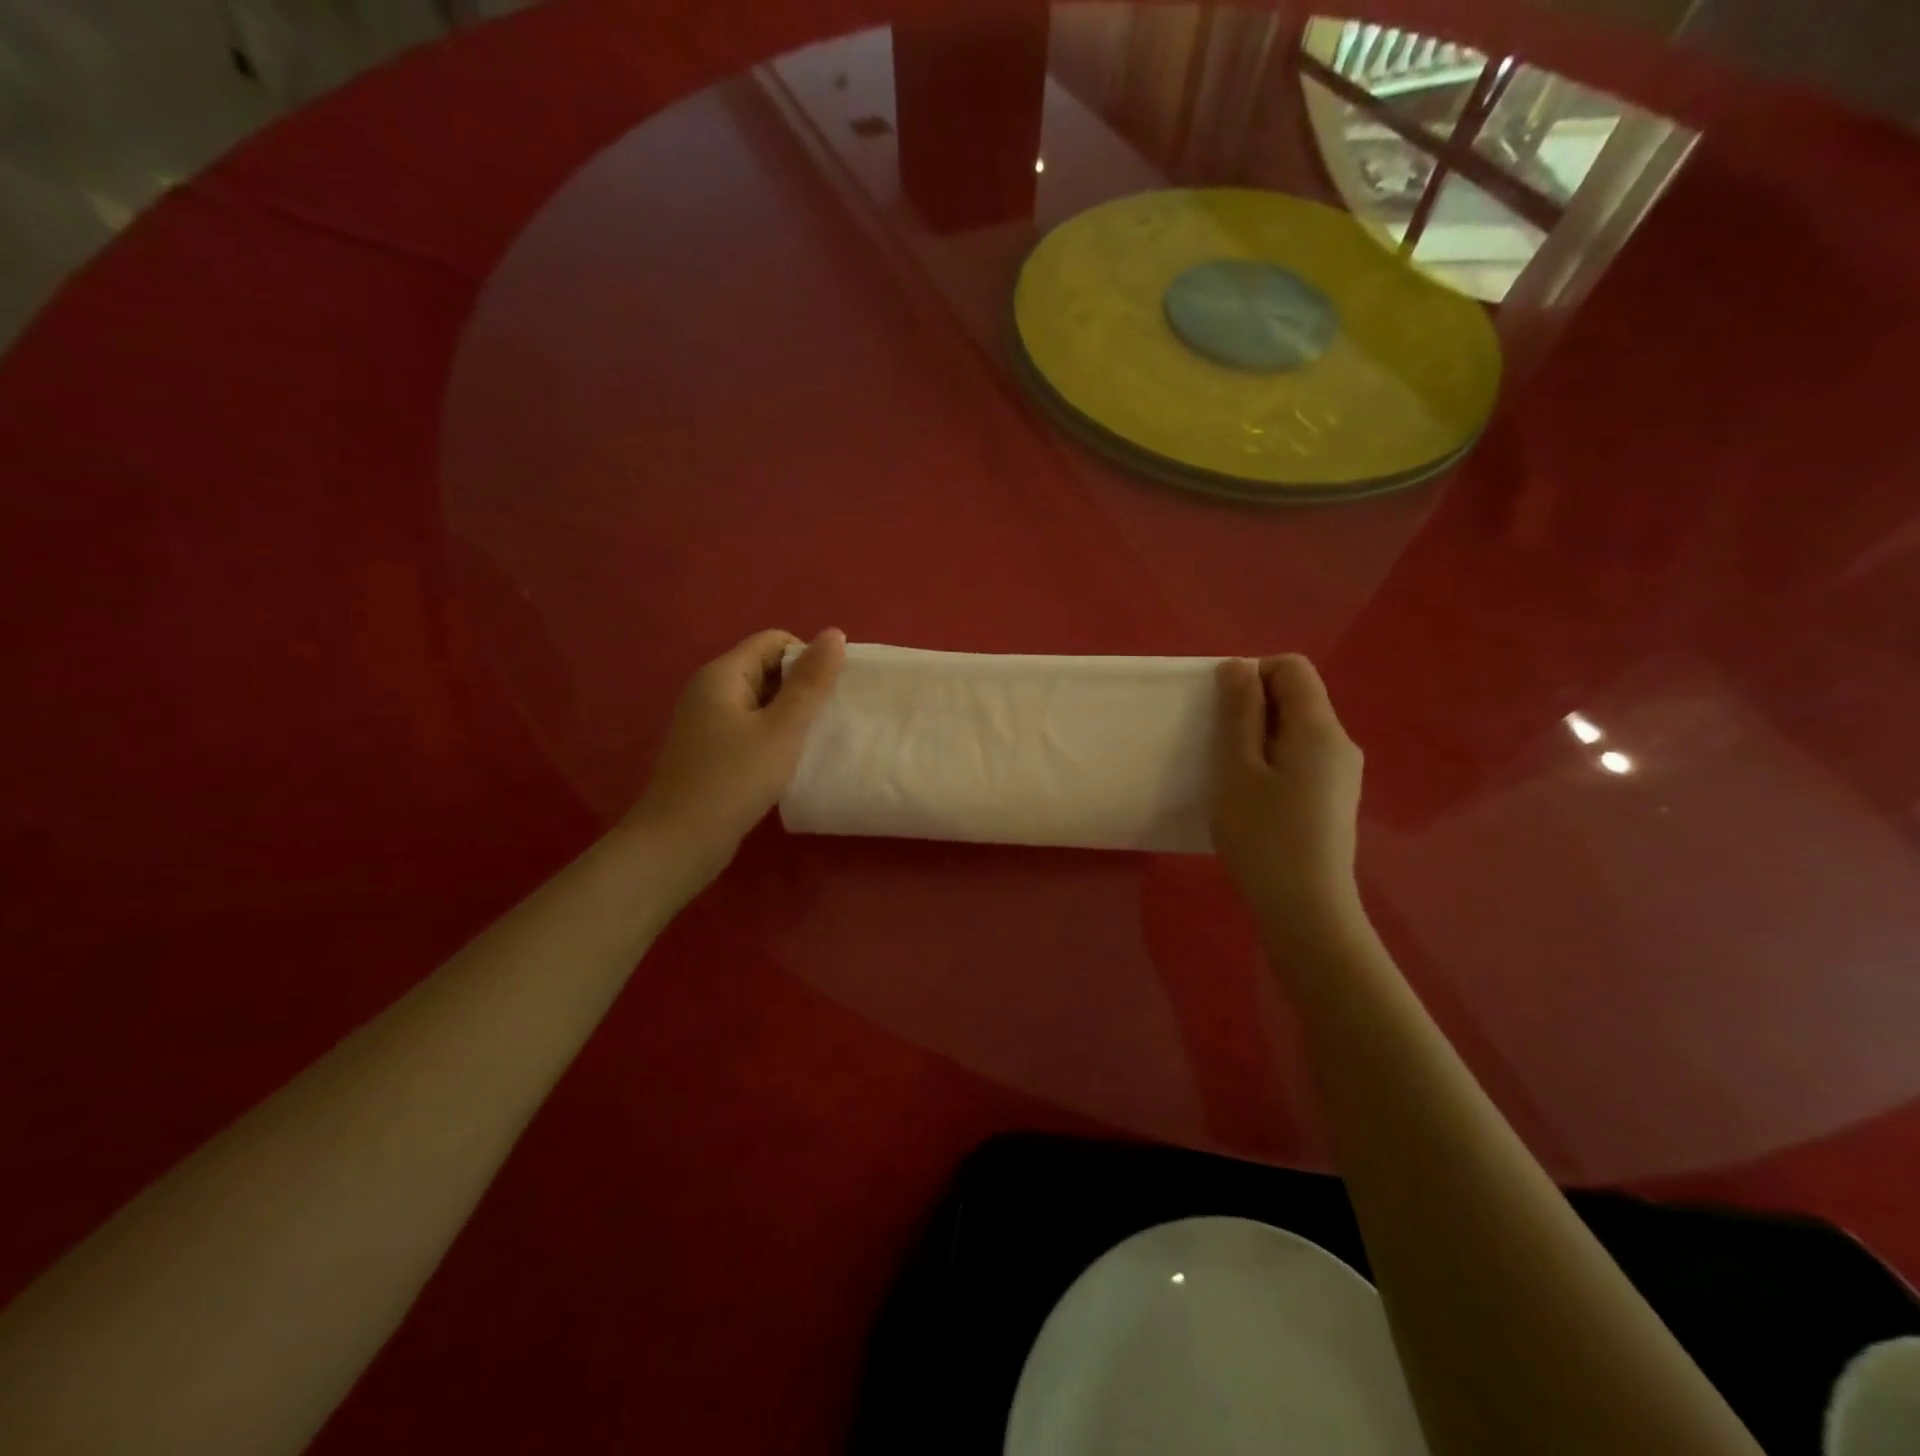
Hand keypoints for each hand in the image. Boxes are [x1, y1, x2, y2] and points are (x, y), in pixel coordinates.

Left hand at [626, 628, 846, 888]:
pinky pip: (748, 726)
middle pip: (766, 668)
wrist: (680, 840)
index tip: (828, 695)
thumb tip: (834, 633)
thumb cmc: (735, 779)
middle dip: (800, 688)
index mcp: (723, 673)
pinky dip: (771, 736)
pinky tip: (785, 761)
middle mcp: (710, 689)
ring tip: (810, 742)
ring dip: (788, 715)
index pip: (775, 641)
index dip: (807, 659)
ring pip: (759, 700)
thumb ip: (811, 682)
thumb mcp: (783, 729)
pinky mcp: (708, 749)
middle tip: (825, 721)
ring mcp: (705, 720)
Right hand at [1211, 654, 1365, 941]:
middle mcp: (1340, 742)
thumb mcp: (1238, 769)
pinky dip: (1274, 761)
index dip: (1252, 675)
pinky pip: (1302, 758)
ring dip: (1260, 737)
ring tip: (1232, 775)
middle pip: (1297, 698)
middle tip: (1219, 747)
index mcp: (1319, 728)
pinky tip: (1255, 798)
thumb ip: (1239, 714)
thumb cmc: (1263, 836)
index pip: (1292, 668)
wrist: (1306, 909)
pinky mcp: (1335, 798)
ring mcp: (1342, 773)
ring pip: (1297, 730)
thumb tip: (1239, 666)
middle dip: (1253, 707)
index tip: (1222, 712)